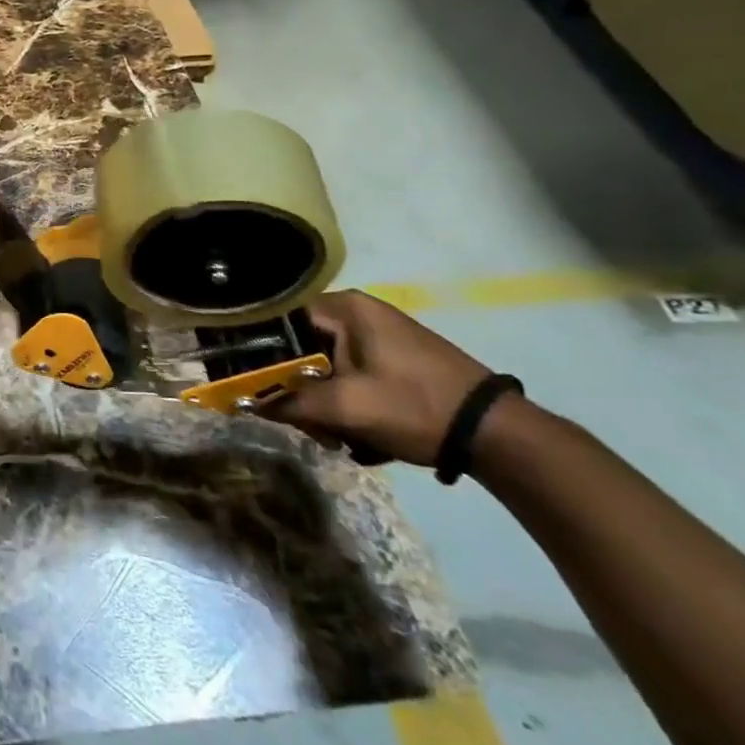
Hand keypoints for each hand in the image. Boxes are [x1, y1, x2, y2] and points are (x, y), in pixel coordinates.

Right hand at [263, 290, 494, 465]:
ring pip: (325, 365)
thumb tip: (244, 403)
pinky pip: (350, 374)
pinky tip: (360, 433)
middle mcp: (358, 311)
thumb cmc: (415, 407)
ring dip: (324, 403)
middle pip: (301, 347)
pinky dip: (348, 402)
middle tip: (311, 426)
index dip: (259, 355)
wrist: (500, 437)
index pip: (277, 321)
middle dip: (299, 390)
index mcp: (344, 307)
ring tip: (339, 438)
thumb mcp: (345, 408)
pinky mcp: (395, 358)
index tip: (254, 387)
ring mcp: (380, 335)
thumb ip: (289, 402)